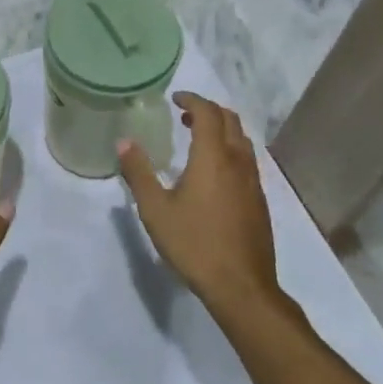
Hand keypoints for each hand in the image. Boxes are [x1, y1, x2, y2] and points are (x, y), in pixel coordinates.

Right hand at [119, 93, 278, 316]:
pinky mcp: (259, 200)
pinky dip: (230, 149)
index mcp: (213, 158)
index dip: (192, 99)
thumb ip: (138, 173)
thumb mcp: (155, 209)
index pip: (208, 113)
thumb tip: (123, 142)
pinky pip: (247, 160)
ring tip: (198, 138)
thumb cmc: (194, 243)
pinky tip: (214, 171)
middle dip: (208, 110)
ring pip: (242, 140)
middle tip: (184, 115)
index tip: (175, 98)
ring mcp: (253, 181)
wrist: (241, 285)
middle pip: (230, 120)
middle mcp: (238, 162)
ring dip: (221, 129)